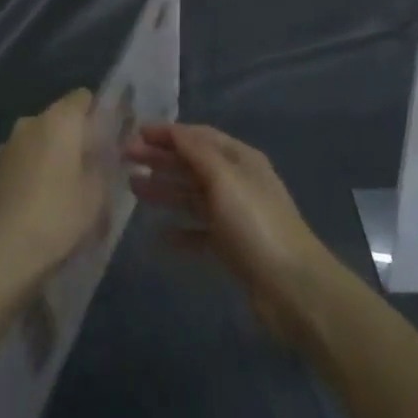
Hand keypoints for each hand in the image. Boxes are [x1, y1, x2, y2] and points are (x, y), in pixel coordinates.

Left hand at [0, 89, 105, 301]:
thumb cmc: (57, 216)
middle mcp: (30, 122)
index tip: (112, 139)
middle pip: (61, 119)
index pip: (84, 97)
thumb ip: (105, 164)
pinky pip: (24, 161)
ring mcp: (7, 145)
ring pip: (40, 140)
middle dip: (77, 138)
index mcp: (59, 119)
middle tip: (95, 169)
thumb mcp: (97, 194)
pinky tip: (43, 204)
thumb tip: (105, 152)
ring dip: (55, 156)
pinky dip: (36, 172)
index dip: (100, 114)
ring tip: (69, 191)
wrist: (0, 255)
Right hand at [126, 122, 338, 344]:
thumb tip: (173, 130)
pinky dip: (178, 230)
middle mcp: (236, 181)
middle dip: (160, 158)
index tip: (135, 134)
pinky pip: (198, 231)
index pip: (198, 136)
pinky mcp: (231, 247)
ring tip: (132, 188)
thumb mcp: (224, 178)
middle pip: (192, 163)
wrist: (292, 287)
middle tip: (125, 158)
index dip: (167, 133)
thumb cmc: (255, 223)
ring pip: (192, 195)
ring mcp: (234, 215)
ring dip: (164, 189)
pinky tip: (157, 235)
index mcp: (239, 158)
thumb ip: (196, 152)